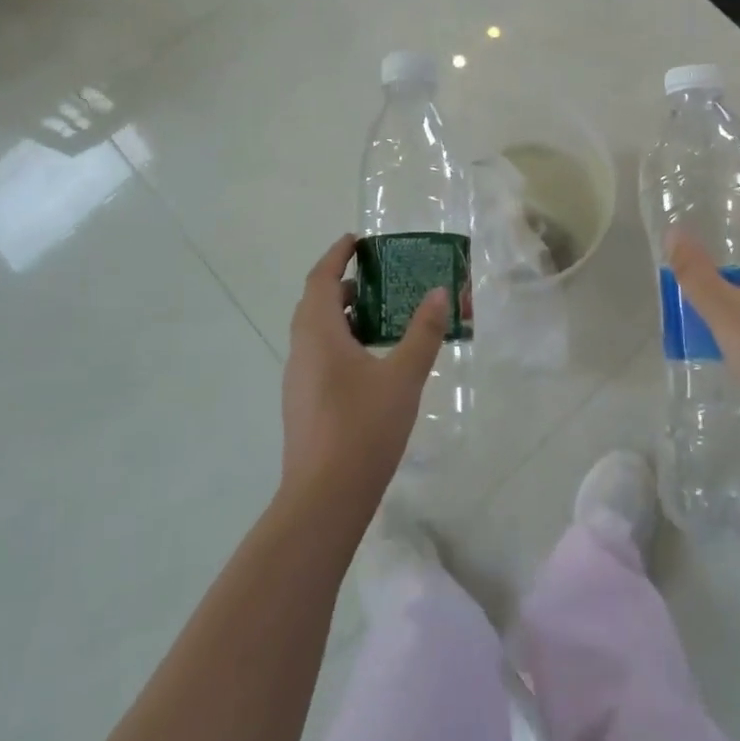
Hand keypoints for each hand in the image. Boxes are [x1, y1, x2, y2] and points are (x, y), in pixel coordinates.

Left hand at [281, 234, 447, 507]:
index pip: (320, 279)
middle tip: (377, 278)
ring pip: (317, 333)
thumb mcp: (403, 376)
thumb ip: (423, 332)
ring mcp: (299, 380)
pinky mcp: (304, 404)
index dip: (336, 255)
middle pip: (315, 304)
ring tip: (380, 316)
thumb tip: (440, 292)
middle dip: (342, 284)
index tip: (356, 241)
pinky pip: (320, 356)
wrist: (324, 500)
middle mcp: (302, 351)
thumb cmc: (363, 428)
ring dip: (343, 316)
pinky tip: (371, 362)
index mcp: (319, 334)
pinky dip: (341, 342)